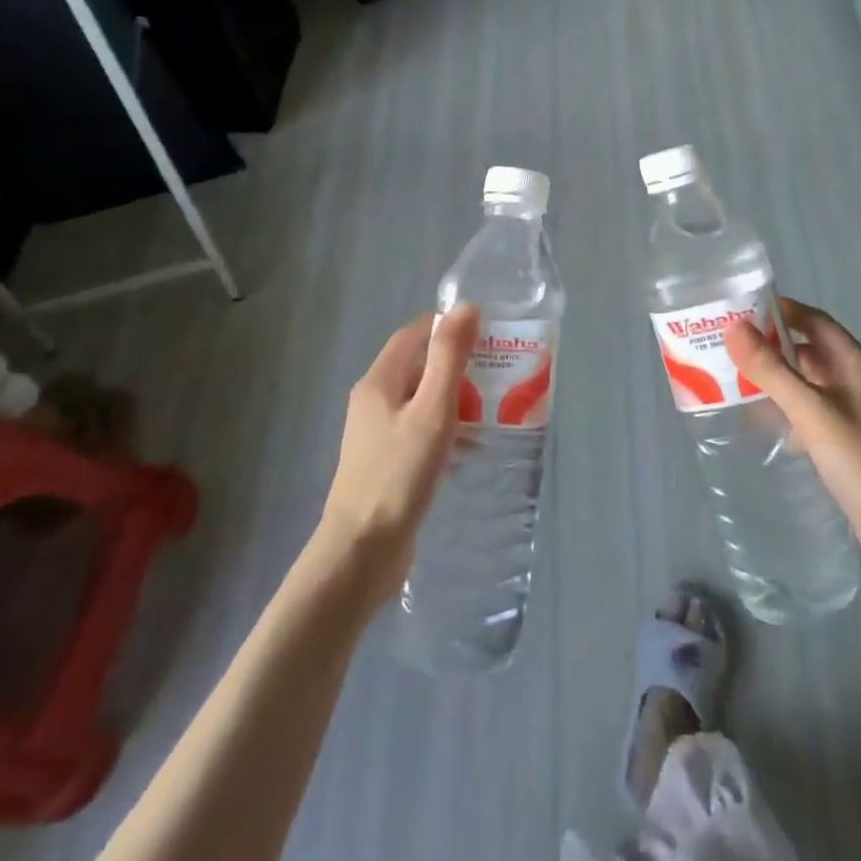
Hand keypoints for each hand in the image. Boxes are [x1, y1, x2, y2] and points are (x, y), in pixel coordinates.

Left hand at [315, 305, 479, 598]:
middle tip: (498, 370)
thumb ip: (449, 358)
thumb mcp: (432, 411)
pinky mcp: (386, 462)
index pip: (414, 334)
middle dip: (457, 363)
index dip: (447, 325)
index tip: (487, 330)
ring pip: (421, 399)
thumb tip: (466, 308)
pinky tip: (469, 446)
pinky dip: (445, 427)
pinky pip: (419, 429)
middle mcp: (373, 401)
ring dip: (454, 397)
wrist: (362, 552)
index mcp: (379, 381)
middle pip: (418, 365)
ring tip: (493, 407)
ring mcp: (376, 434)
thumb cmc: (399, 474)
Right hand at [725, 299, 860, 583]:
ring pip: (812, 384)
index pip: (816, 322)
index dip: (781, 312)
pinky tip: (768, 426)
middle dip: (773, 348)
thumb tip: (735, 327)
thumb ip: (773, 371)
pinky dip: (791, 411)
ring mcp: (860, 414)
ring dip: (779, 380)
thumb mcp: (813, 413)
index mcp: (859, 365)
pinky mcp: (855, 443)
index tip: (740, 312)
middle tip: (729, 350)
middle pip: (812, 351)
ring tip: (737, 384)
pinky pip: (816, 413)